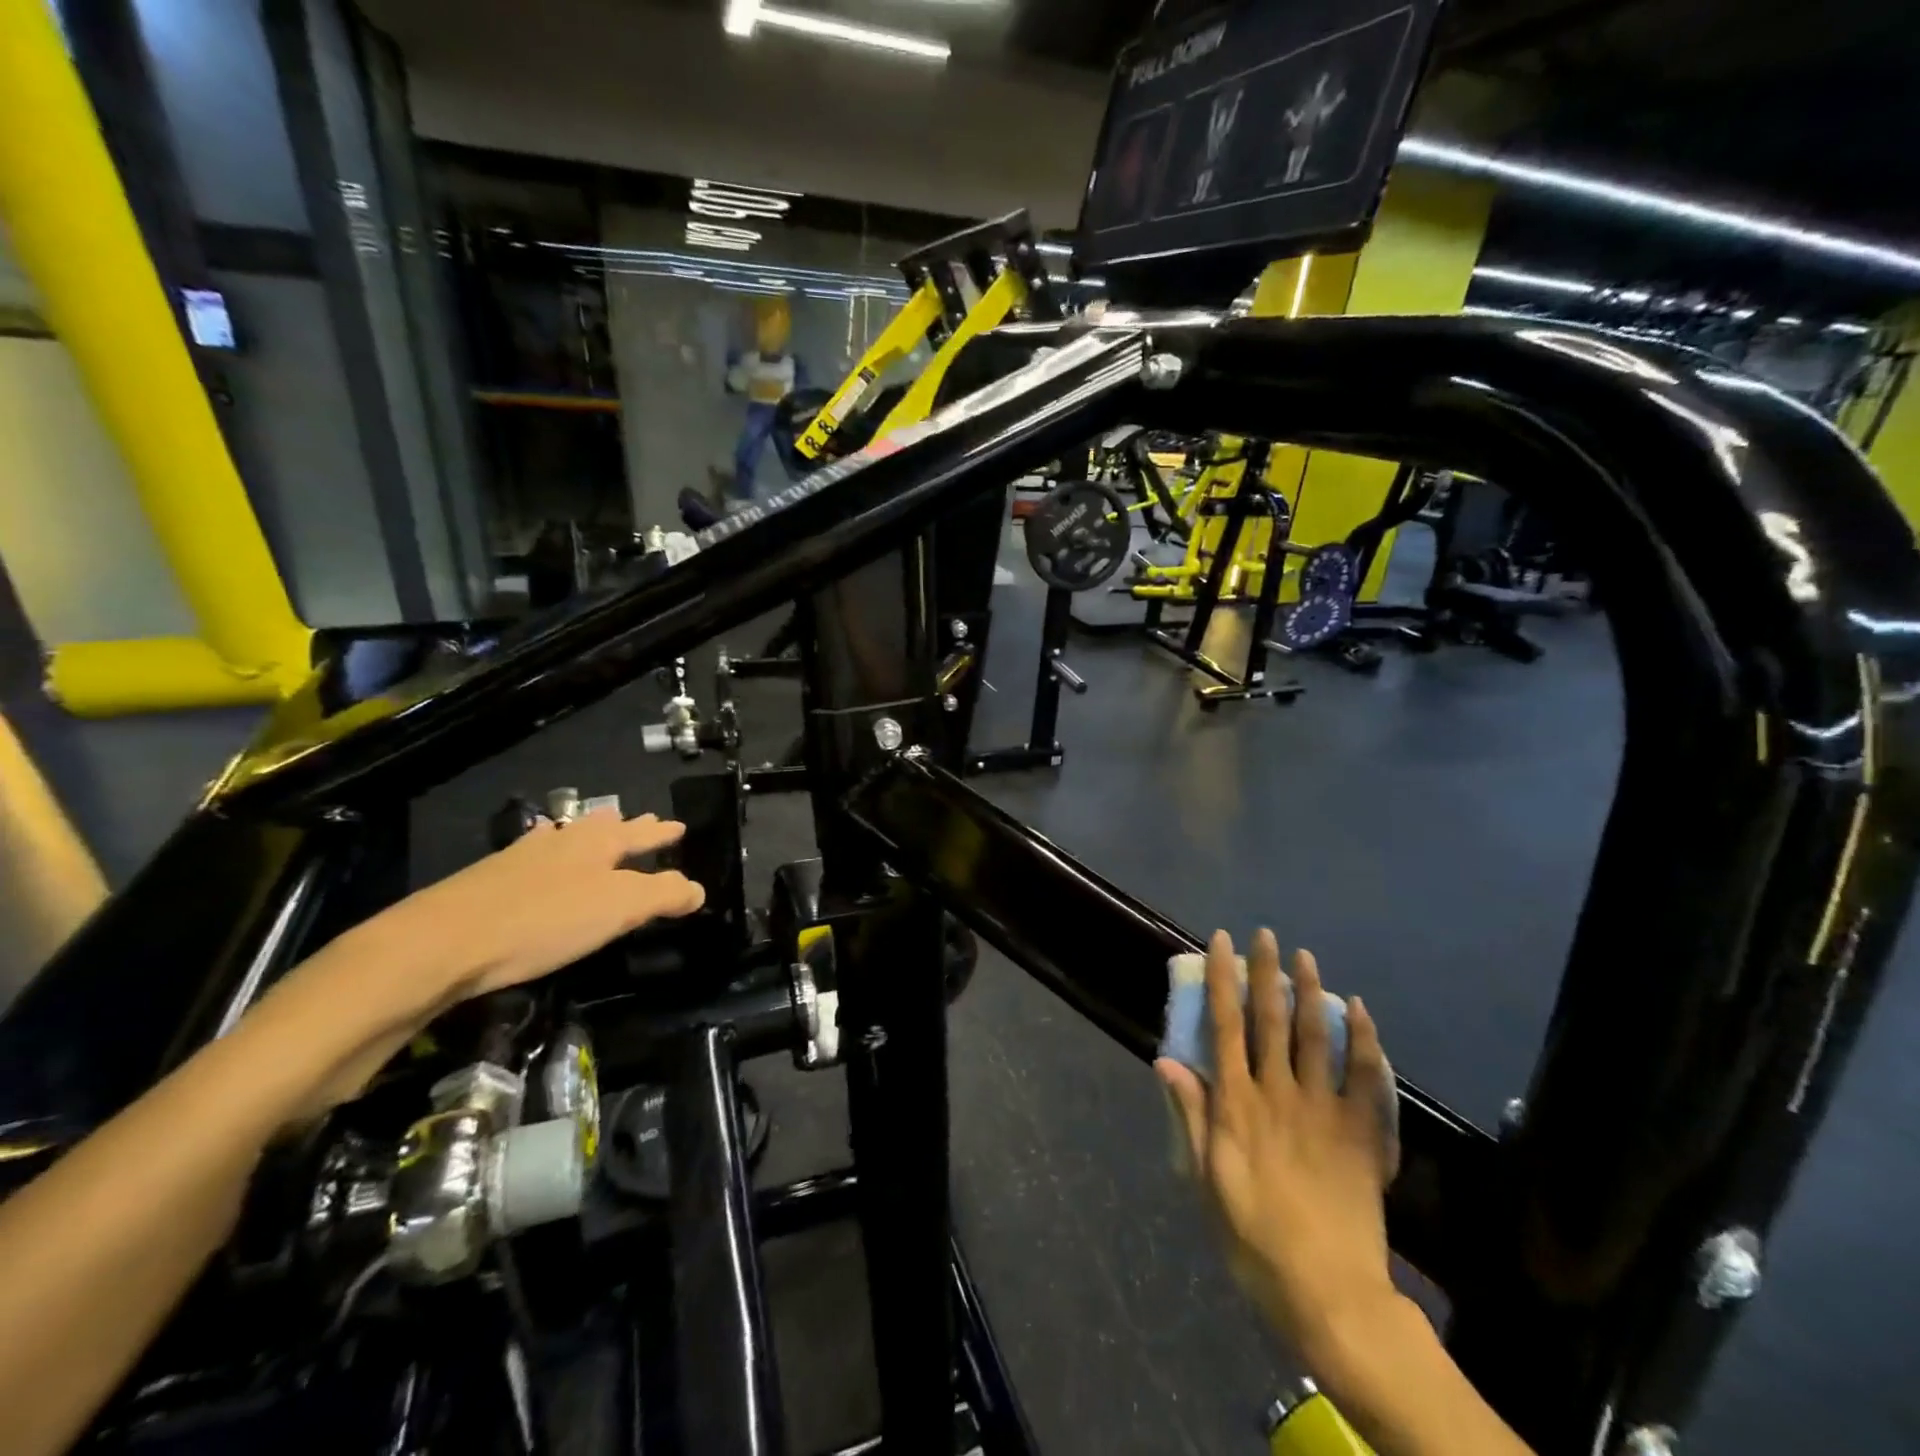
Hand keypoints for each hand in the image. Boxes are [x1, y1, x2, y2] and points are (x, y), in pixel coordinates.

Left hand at [258, 810, 704, 1112]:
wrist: (441, 943)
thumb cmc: (544, 922)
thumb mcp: (619, 909)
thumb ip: (664, 895)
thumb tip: (698, 889)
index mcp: (598, 843)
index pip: (643, 834)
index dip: (664, 834)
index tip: (681, 827)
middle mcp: (562, 840)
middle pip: (605, 828)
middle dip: (630, 827)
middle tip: (647, 823)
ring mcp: (522, 857)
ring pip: (567, 837)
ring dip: (588, 834)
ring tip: (596, 829)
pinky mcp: (490, 879)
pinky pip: (535, 854)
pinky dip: (550, 851)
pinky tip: (539, 855)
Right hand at [1156, 929, 1400, 1362]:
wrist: (1328, 1291)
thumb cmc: (1254, 1236)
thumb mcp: (1206, 1179)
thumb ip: (1190, 1116)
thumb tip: (1166, 1060)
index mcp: (1237, 1103)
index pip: (1225, 1025)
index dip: (1222, 979)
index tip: (1221, 942)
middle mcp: (1278, 1092)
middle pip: (1271, 1020)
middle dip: (1266, 972)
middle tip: (1265, 934)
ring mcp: (1323, 1109)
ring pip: (1316, 1036)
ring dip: (1310, 992)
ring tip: (1306, 957)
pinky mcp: (1361, 1132)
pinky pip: (1365, 1076)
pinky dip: (1364, 1039)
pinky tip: (1359, 1010)